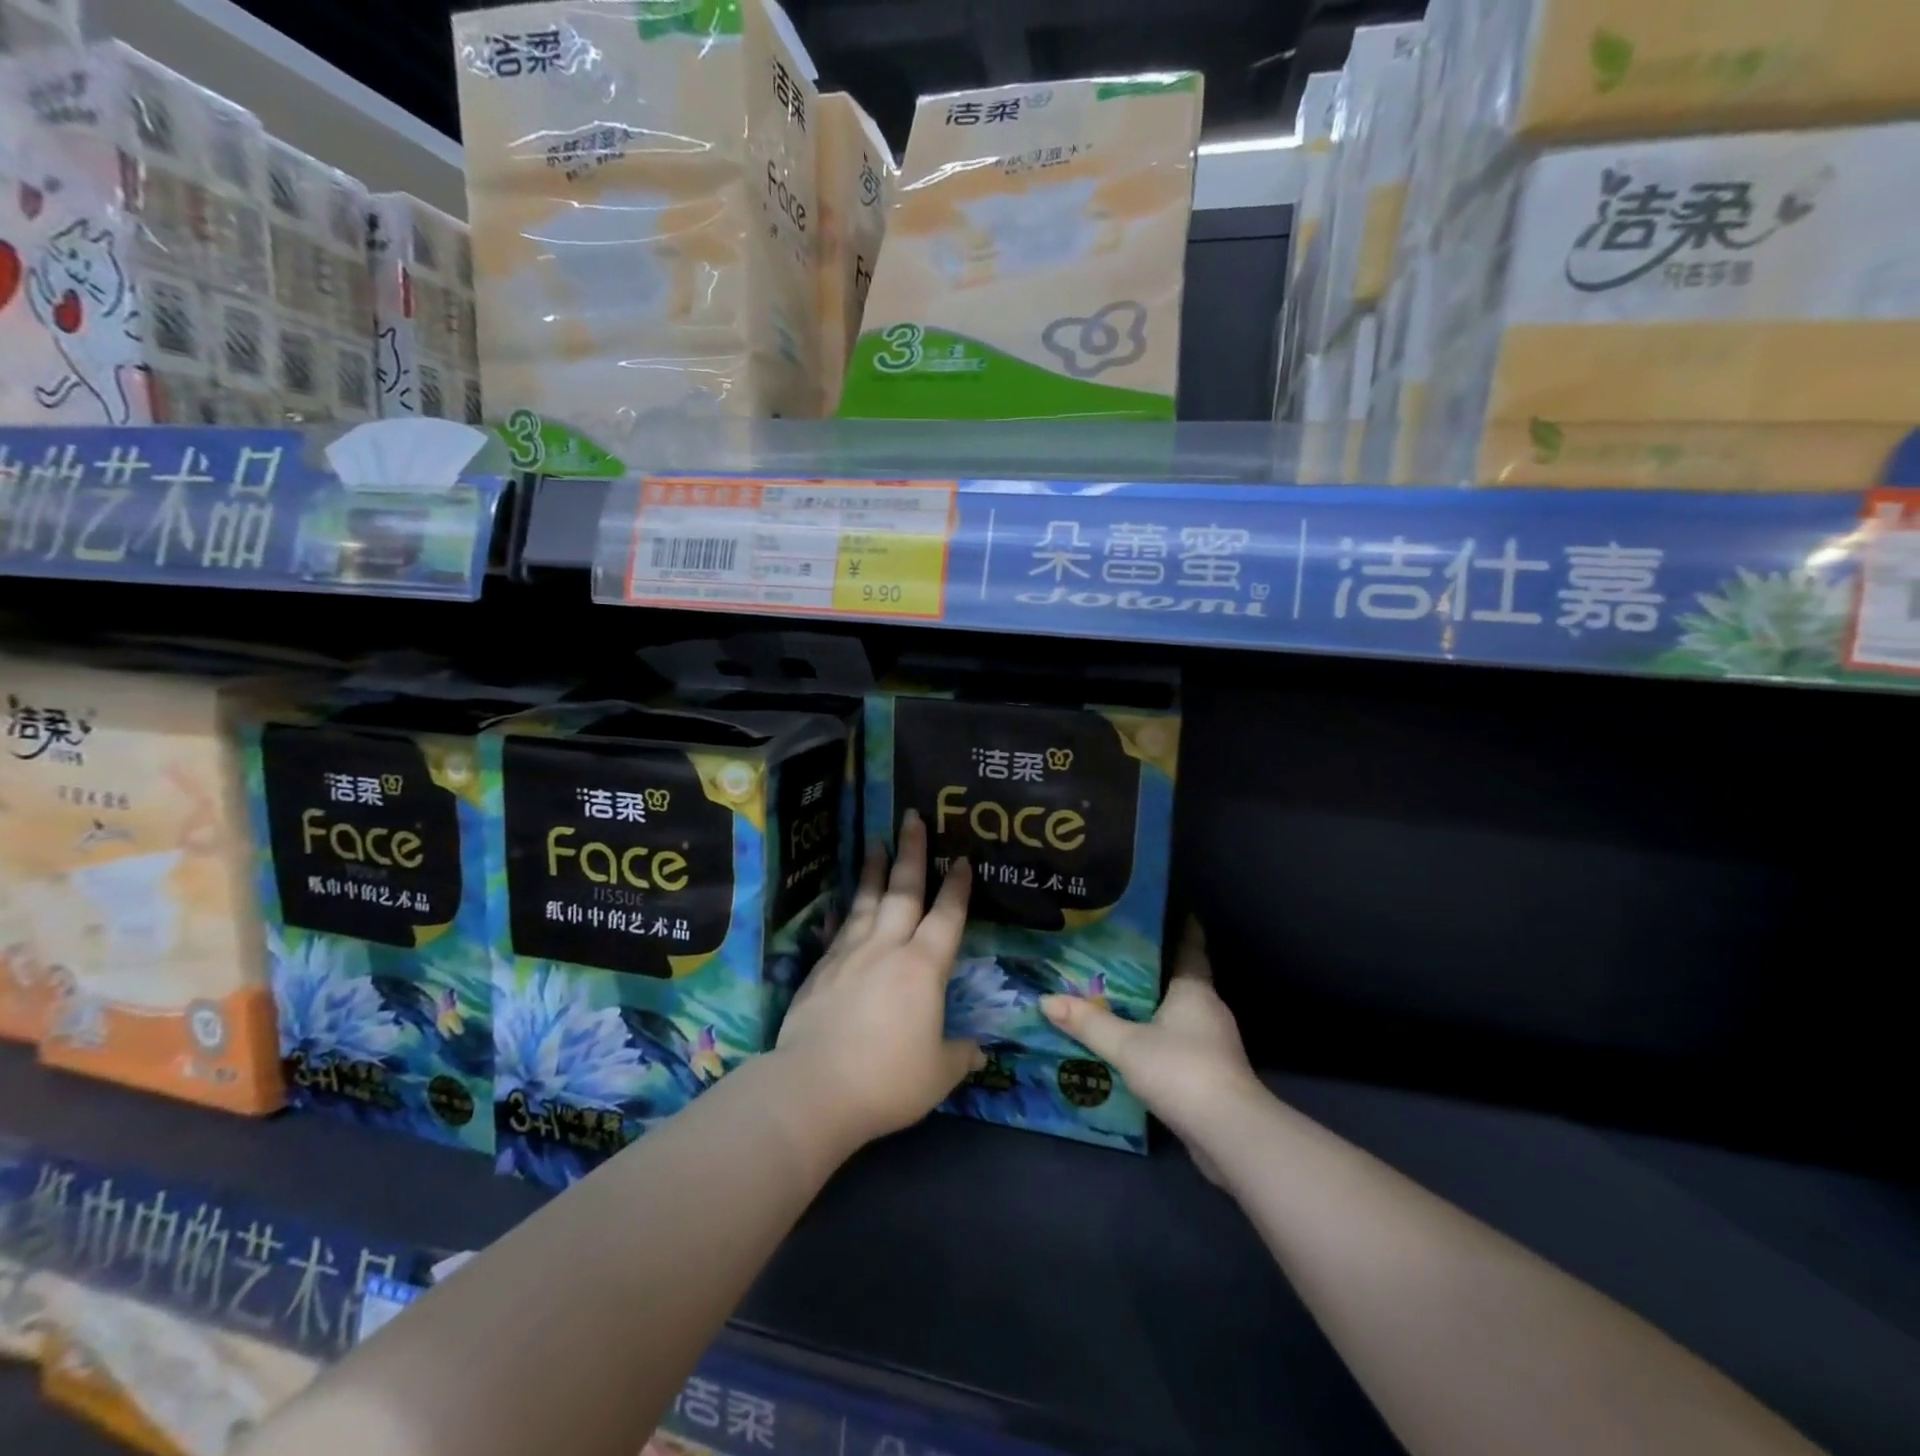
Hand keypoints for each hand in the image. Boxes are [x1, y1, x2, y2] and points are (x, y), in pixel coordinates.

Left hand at [774, 810, 984, 1147]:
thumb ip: (959, 1055)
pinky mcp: (821, 969)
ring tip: (878, 842)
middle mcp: (887, 949)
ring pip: (868, 901)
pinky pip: (841, 927)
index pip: (946, 917)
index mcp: (923, 968)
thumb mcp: (938, 1074)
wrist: (815, 1088)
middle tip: (913, 818)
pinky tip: (846, 902)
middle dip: (912, 853)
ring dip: (876, 870)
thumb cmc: (888, 1079)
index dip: (956, 888)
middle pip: (904, 891)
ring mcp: (850, 954)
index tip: (961, 859)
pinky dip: (848, 909)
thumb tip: (977, 1050)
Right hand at [1041, 919, 1260, 1179]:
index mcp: (1194, 990)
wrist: (1229, 1133)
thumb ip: (1087, 1023)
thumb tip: (1045, 1000)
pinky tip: (1134, 1044)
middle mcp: (1209, 1010)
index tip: (1168, 910)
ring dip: (1155, 1006)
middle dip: (1155, 969)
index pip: (1191, 947)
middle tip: (1118, 955)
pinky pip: (1181, 1043)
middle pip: (1182, 979)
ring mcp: (1214, 1044)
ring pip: (1180, 1014)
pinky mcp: (1212, 1074)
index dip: (1183, 927)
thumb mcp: (1126, 1044)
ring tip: (1118, 998)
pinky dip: (1160, 1038)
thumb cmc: (1180, 1070)